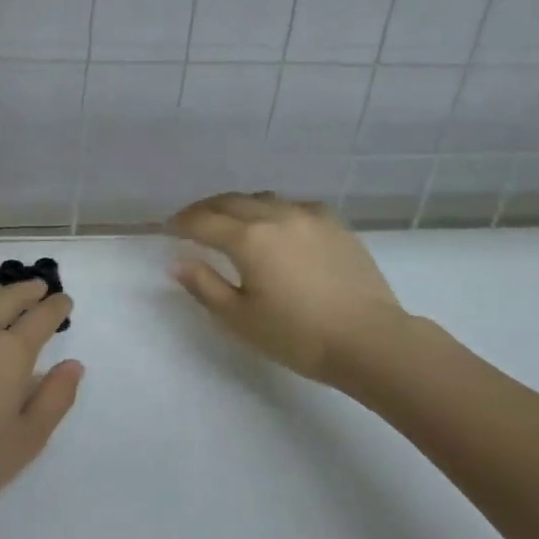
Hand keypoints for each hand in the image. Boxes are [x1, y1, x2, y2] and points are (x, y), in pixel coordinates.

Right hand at [168, 193, 415, 387]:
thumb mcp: (240, 319)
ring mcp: (308, 215)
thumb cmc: (298, 336)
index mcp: (248, 238)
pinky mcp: (334, 223)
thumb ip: (205, 286)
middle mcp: (275, 215)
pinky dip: (273, 210)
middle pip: (230, 201)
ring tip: (230, 221)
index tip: (168, 229)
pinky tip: (276, 226)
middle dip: (205, 209)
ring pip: (262, 198)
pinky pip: (293, 205)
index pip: (202, 221)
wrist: (370, 340)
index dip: (181, 223)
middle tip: (191, 221)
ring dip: (238, 206)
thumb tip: (177, 262)